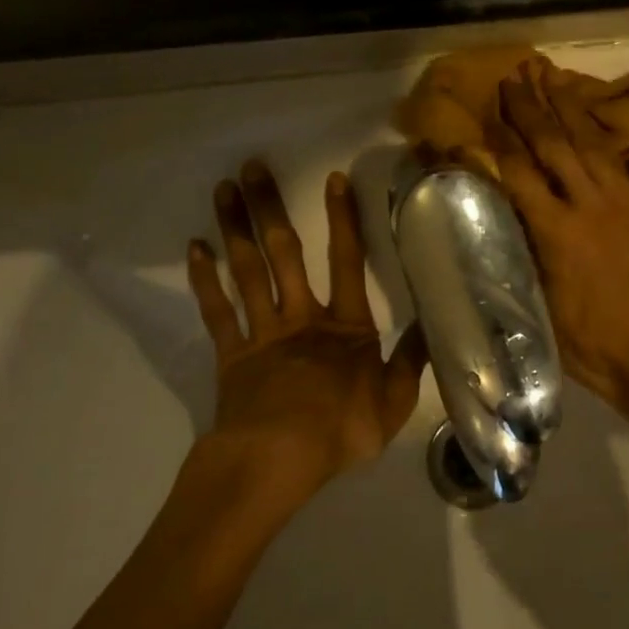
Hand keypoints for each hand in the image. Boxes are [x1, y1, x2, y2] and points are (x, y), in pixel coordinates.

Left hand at [185, 160, 425, 497]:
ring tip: (223, 190)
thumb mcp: (394, 402)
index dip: (342, 219)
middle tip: (253, 167)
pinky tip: (195, 248)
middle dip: (269, 208)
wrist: (277, 462)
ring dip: (235, 228)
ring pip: (247, 271)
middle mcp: (302, 316)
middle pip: (284, 253)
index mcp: (346, 325)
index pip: (346, 260)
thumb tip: (434, 328)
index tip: (333, 180)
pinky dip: (205, 279)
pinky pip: (216, 311)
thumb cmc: (340, 429)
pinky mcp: (231, 354)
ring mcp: (262, 332)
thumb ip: (411, 362)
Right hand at [495, 62, 628, 434]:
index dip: (499, 142)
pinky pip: (616, 159)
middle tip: (514, 77)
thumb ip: (523, 256)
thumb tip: (502, 220)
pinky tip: (586, 118)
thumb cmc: (591, 345)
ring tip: (550, 76)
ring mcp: (621, 203)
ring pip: (590, 142)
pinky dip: (597, 132)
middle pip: (555, 146)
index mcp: (558, 235)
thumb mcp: (542, 306)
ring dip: (568, 106)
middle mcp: (589, 207)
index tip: (484, 114)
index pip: (520, 175)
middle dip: (531, 109)